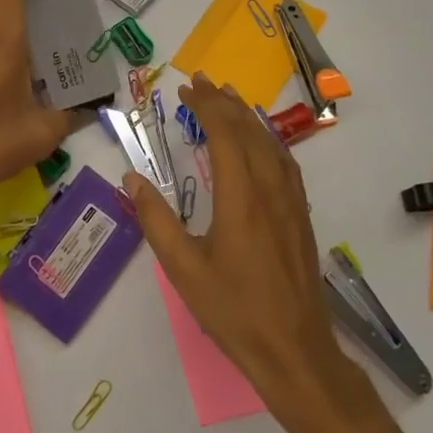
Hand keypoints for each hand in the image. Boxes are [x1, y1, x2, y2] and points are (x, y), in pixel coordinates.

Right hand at [126, 73, 379, 432]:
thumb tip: (132, 179)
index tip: (186, 88)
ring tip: (229, 99)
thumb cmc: (234, 310)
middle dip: (225, 102)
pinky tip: (261, 143)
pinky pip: (285, 162)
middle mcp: (270, 190)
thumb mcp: (183, 269)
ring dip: (248, 116)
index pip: (225, 134)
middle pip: (249, 131)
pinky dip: (268, 140)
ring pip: (271, 144)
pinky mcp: (300, 217)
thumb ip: (156, 220)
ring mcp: (291, 203)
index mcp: (240, 198)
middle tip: (202, 81)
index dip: (206, 106)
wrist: (295, 350)